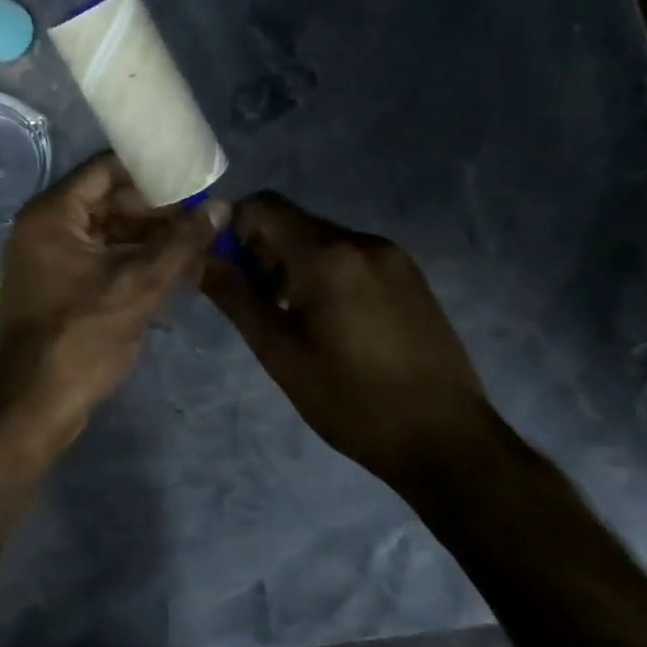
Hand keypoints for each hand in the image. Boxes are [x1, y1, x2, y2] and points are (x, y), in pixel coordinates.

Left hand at [0, 152, 227, 438]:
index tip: (192, 177)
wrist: (35, 404)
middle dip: (156, 210)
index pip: (105, 169)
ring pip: (107, 231)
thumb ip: (182, 243)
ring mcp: (48, 257)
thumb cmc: (82, 336)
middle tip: (202, 217)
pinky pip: (99, 257)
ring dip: (148, 238)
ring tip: (197, 244)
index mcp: (52, 213)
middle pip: (108, 200)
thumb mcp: (140, 285)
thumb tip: (223, 206)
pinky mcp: (58, 284)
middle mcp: (44, 226)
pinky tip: (173, 270)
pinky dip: (132, 260)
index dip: (150, 171)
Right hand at [200, 192, 502, 490]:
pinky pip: (352, 257)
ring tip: (289, 316)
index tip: (224, 267)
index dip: (233, 227)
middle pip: (294, 223)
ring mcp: (393, 258)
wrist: (447, 441)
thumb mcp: (279, 351)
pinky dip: (326, 273)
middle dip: (262, 250)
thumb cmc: (351, 399)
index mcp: (328, 254)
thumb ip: (235, 296)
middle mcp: (362, 241)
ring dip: (293, 264)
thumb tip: (200, 259)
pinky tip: (330, 322)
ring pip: (323, 241)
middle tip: (253, 300)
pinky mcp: (411, 277)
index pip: (264, 206)